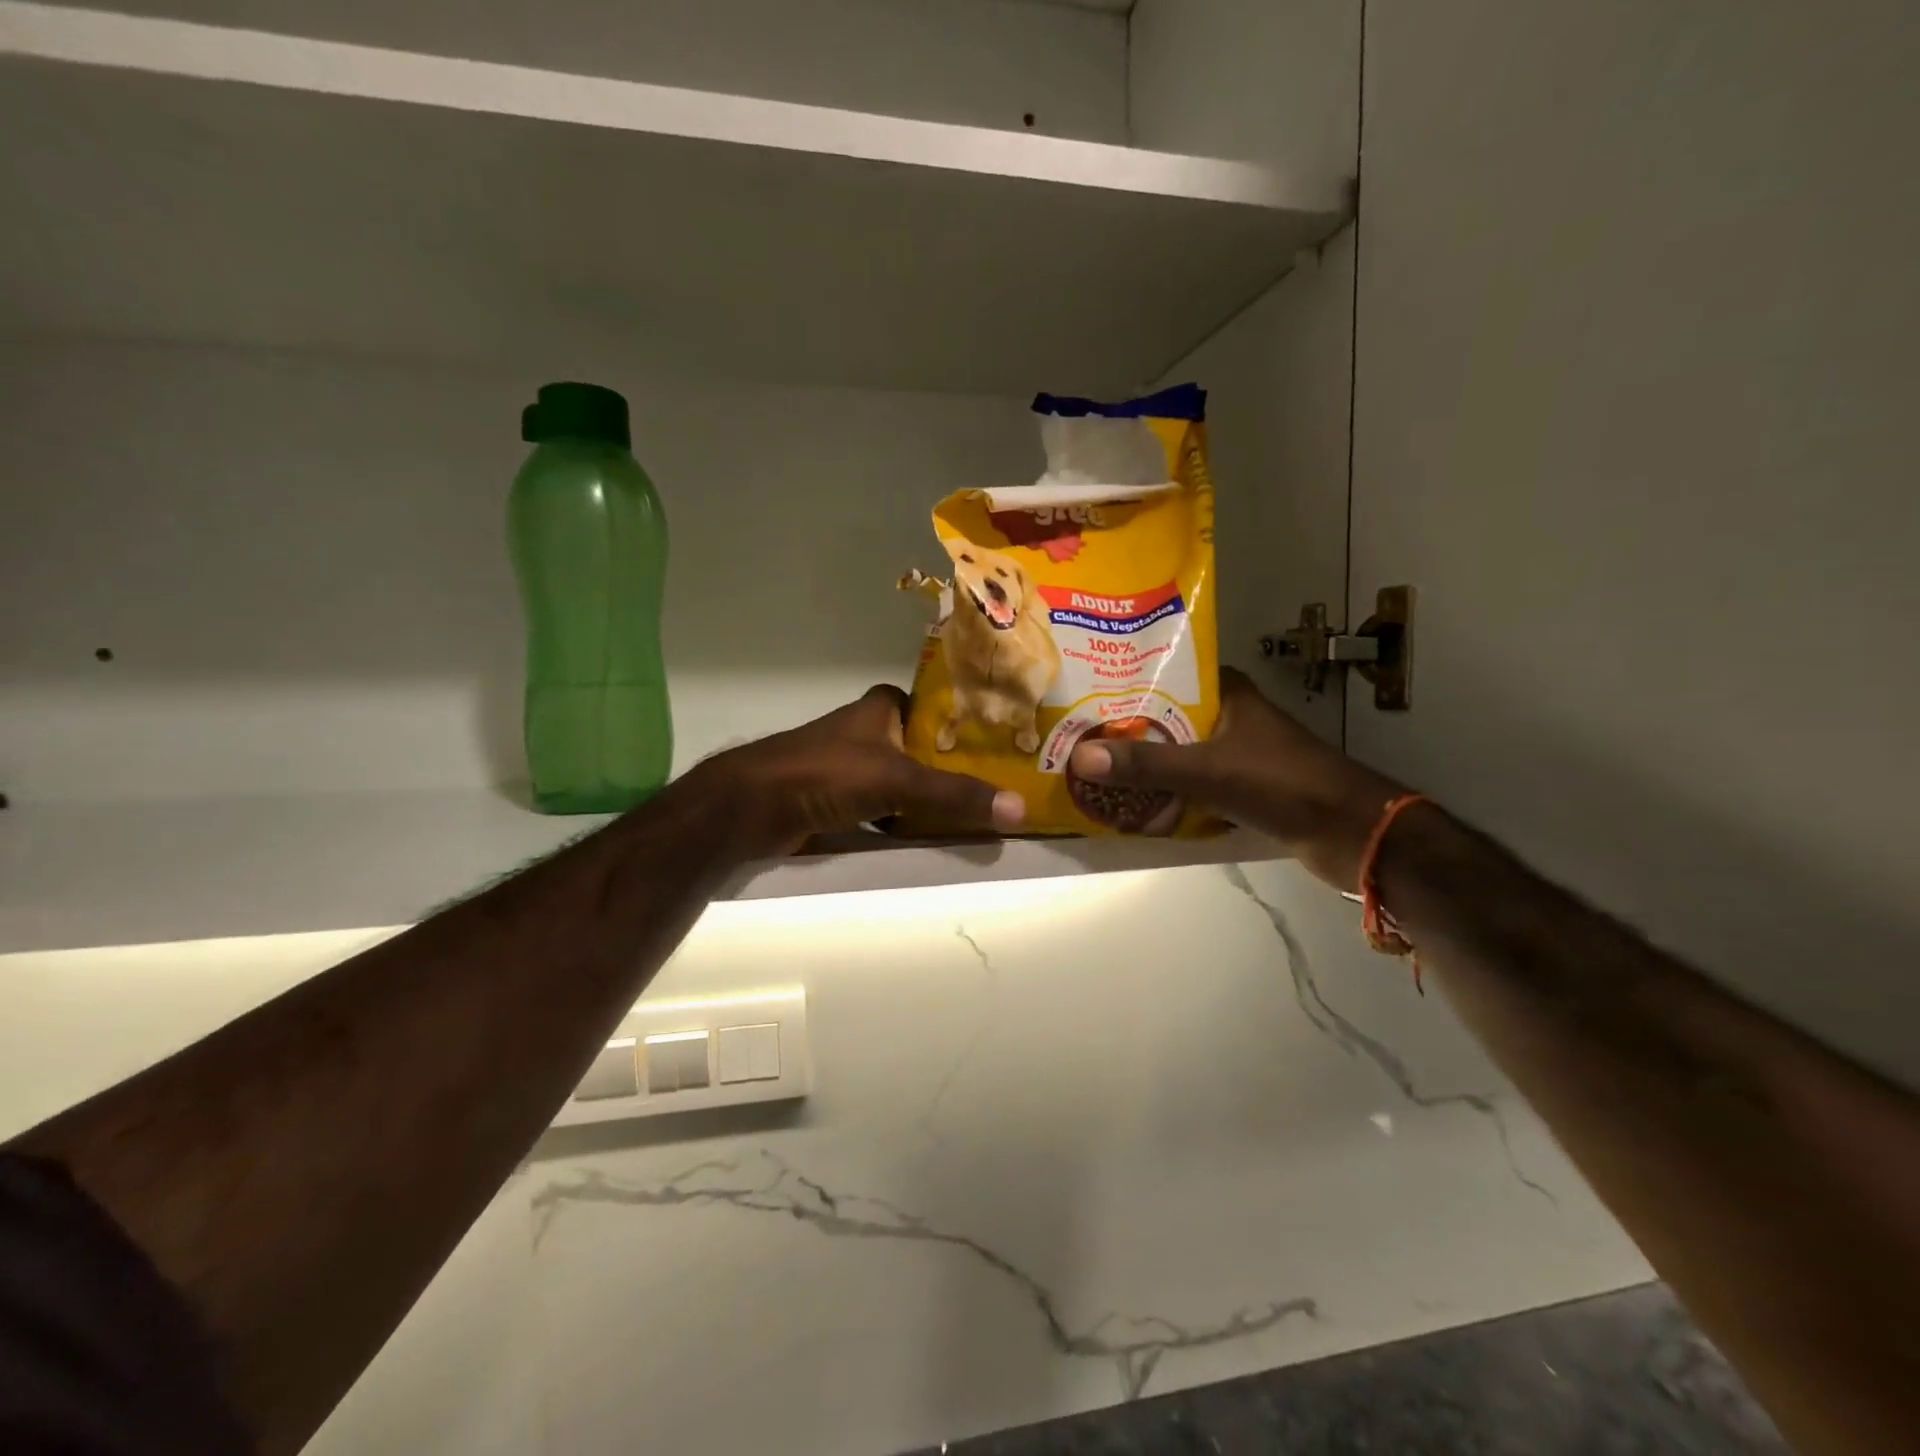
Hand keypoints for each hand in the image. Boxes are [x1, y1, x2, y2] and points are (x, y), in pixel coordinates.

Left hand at [684, 685, 1025, 858]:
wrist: (752, 807)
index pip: (938, 706)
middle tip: (1002, 784)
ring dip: (932, 795)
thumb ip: (955, 793)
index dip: (969, 722)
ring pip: (906, 778)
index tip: (1007, 742)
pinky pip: (885, 806)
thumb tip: (1019, 808)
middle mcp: (869, 730)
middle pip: (925, 746)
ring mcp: (852, 764)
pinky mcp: (839, 797)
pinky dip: (905, 819)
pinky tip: (931, 834)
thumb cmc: (826, 773)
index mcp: (882, 707)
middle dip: (957, 765)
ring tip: (978, 811)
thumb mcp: (898, 780)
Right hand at [1068, 668, 1405, 889]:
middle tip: (1074, 734)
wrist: (1352, 834)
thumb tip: (1078, 757)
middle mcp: (1228, 716)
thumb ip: (1146, 765)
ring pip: (1175, 752)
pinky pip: (1188, 783)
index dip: (1126, 679)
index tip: (1083, 689)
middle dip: (1124, 728)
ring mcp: (1234, 753)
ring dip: (1141, 762)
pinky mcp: (1239, 787)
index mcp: (1227, 693)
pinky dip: (1163, 791)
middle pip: (1164, 716)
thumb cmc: (1283, 784)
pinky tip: (1128, 801)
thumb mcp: (1209, 771)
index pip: (1167, 672)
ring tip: (1089, 766)